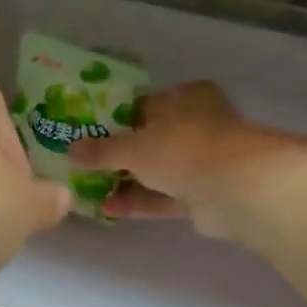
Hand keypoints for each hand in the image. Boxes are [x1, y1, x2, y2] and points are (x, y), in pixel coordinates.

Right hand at [70, 81, 306, 237]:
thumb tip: (69, 149)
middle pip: (150, 138)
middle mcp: (197, 125)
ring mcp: (202, 162)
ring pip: (157, 170)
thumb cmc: (183, 149)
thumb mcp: (132, 146)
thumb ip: (101, 149)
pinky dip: (139, 201)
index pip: (145, 103)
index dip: (116, 116)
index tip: (88, 130)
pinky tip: (108, 208)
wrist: (237, 190)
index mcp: (186, 98)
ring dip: (126, 180)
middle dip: (119, 153)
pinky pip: (163, 196)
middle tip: (84, 162)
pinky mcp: (203, 195)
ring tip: (89, 188)